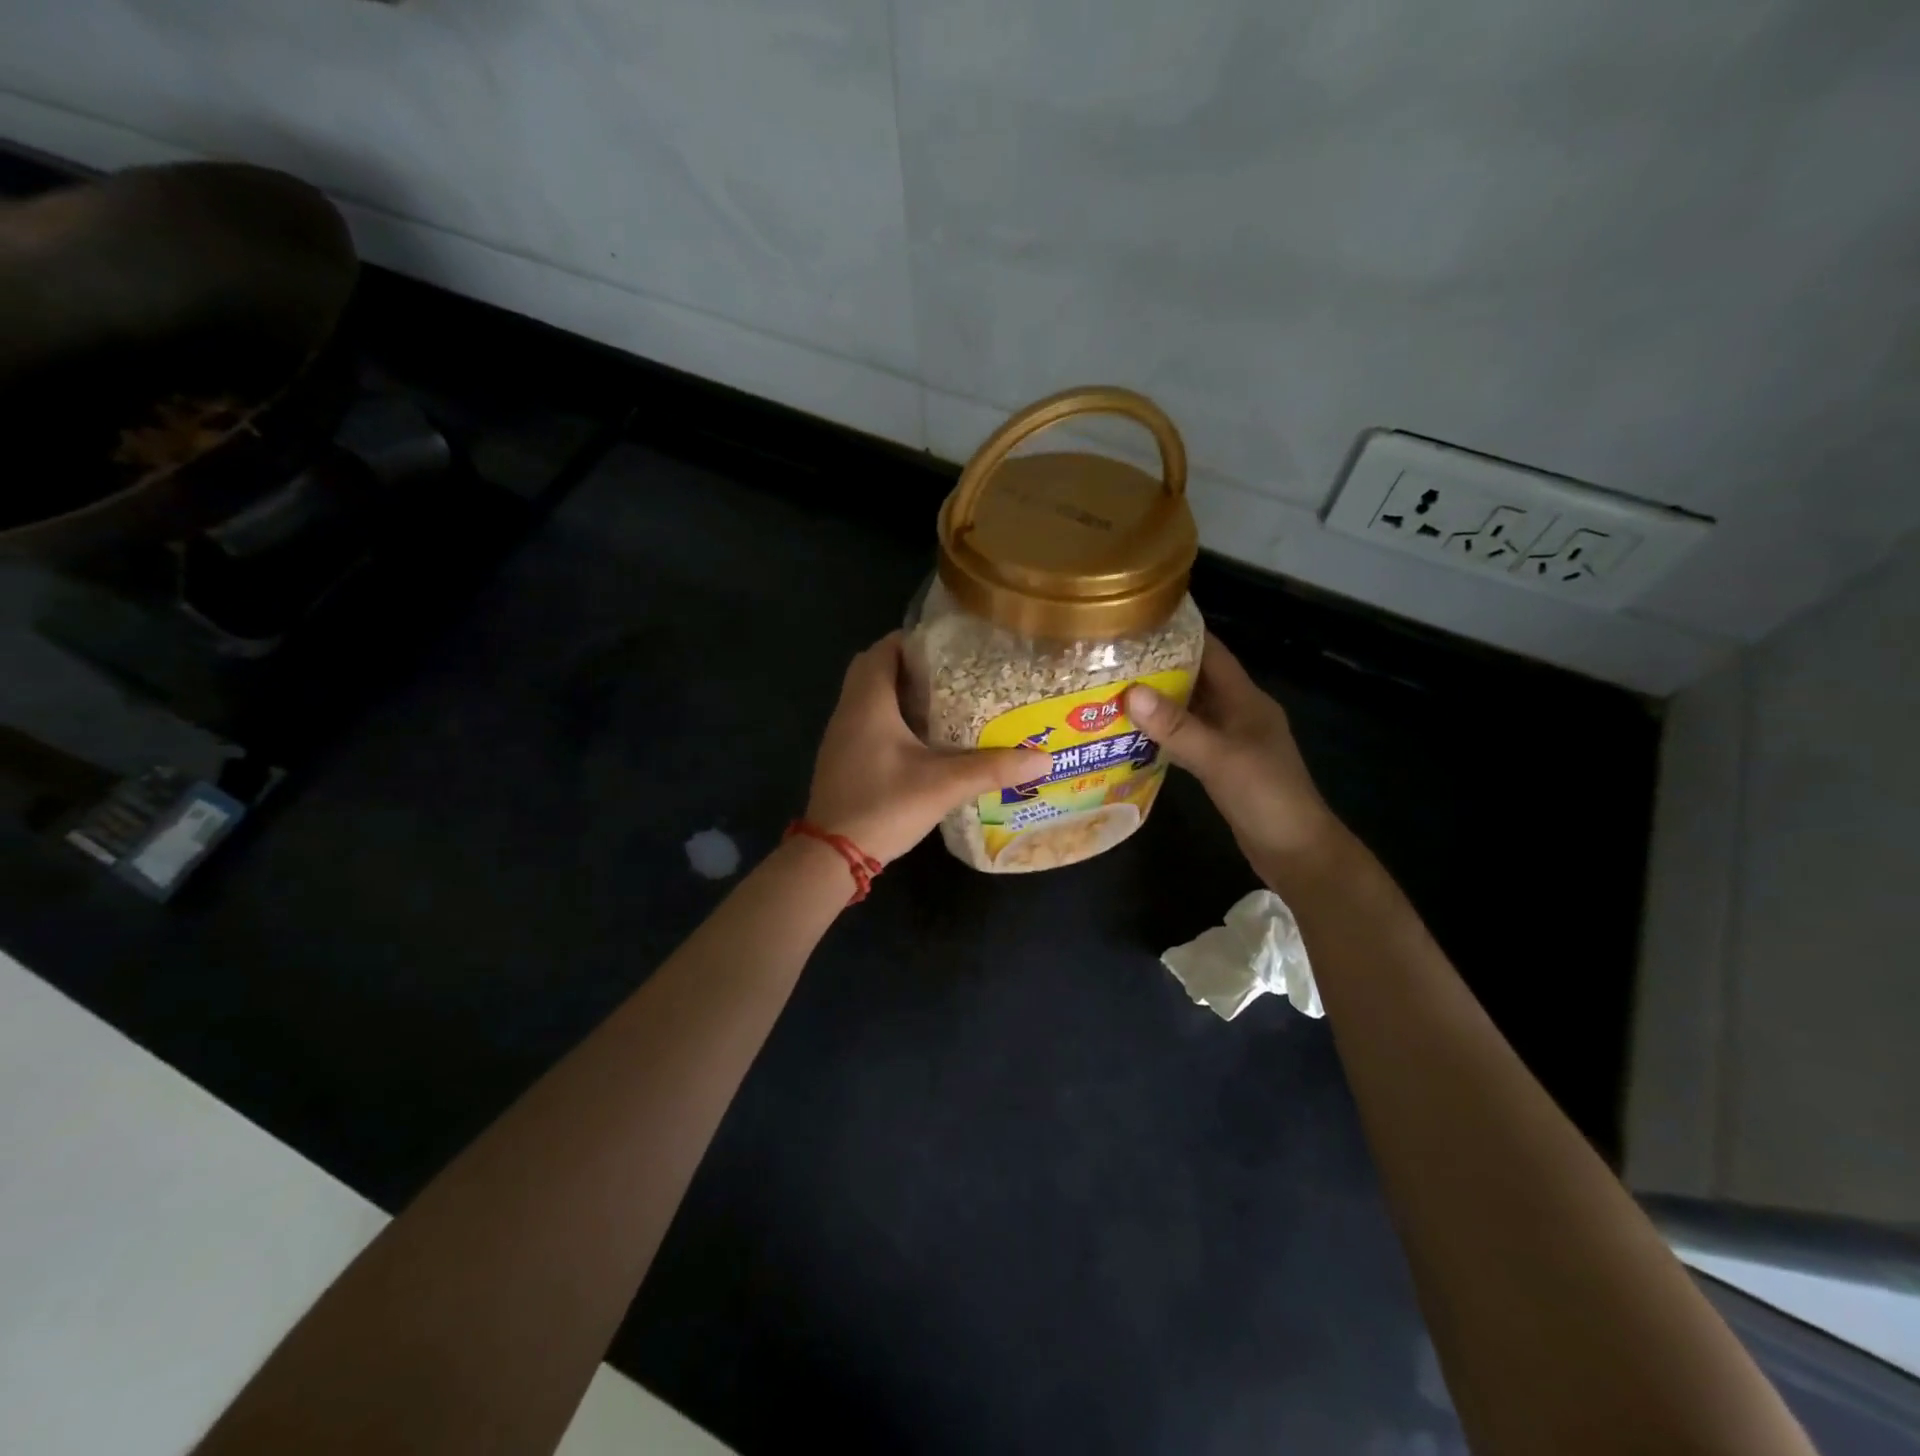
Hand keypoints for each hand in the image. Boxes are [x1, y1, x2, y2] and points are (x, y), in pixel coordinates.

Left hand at [805, 632, 1050, 865]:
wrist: (833, 854)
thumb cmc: (885, 805)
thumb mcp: (944, 785)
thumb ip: (993, 769)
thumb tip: (1044, 760)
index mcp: (869, 701)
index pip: (884, 649)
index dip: (915, 641)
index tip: (951, 648)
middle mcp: (849, 709)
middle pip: (874, 669)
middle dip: (909, 666)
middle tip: (951, 675)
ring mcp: (840, 736)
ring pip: (868, 697)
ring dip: (899, 693)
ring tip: (944, 702)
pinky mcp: (841, 758)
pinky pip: (865, 721)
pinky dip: (890, 718)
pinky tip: (921, 740)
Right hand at [1125, 634, 1339, 862]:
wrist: (1296, 852)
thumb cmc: (1266, 797)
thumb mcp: (1219, 758)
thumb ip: (1177, 727)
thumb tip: (1131, 692)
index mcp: (1246, 700)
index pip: (1213, 653)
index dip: (1181, 634)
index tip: (1140, 621)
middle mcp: (1239, 713)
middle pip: (1197, 679)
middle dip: (1159, 668)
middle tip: (1113, 659)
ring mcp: (1231, 741)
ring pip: (1189, 711)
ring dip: (1158, 702)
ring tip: (1113, 691)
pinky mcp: (1222, 767)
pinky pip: (1187, 739)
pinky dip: (1163, 734)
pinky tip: (1133, 736)